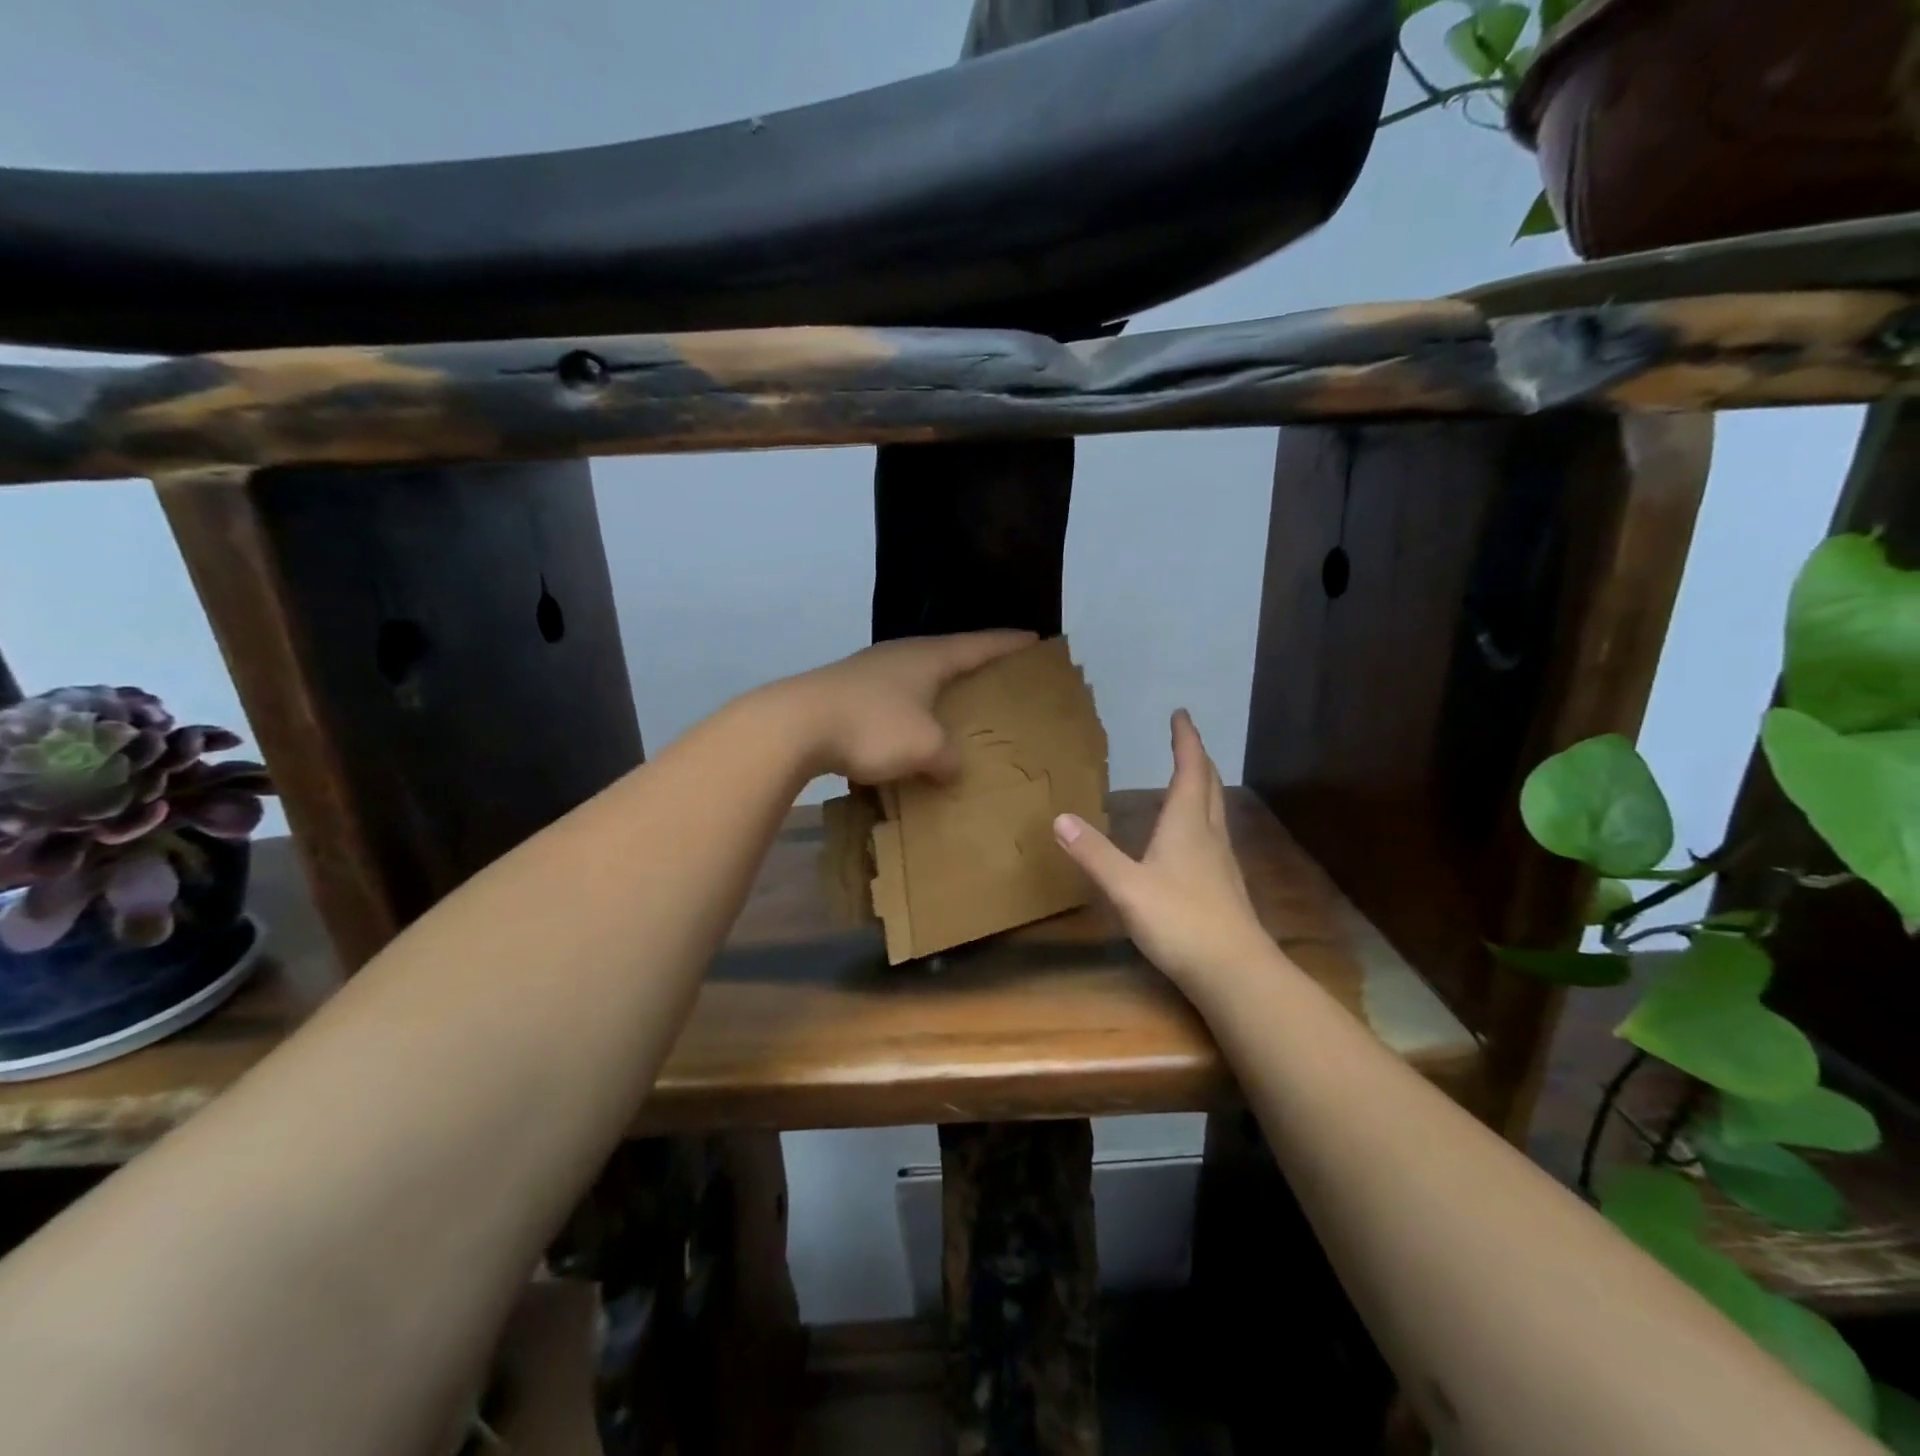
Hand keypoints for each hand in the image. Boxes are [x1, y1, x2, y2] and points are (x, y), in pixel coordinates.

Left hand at [775, 630, 1036, 784]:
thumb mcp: (925, 747)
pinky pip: (892, 698)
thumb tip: (951, 767)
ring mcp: (869, 671)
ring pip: (916, 677)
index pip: (979, 644)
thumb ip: (949, 758)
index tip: (1035, 639)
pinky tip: (908, 730)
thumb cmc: (872, 726)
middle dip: (973, 664)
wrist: (795, 726)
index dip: (1008, 643)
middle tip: (999, 676)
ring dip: (937, 690)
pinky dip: (910, 710)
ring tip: (955, 705)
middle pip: (947, 654)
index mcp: (928, 657)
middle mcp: (900, 655)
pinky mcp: (846, 693)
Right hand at [1053, 710, 1280, 993]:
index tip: (1181, 714)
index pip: (1190, 769)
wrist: (1234, 972)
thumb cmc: (1180, 921)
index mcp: (1188, 824)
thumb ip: (1093, 853)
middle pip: (1208, 785)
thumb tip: (1060, 818)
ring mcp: (1222, 861)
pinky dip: (1202, 817)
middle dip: (1196, 758)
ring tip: (1188, 778)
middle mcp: (1210, 834)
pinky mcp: (1224, 885)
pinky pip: (1213, 835)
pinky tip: (1191, 837)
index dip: (1186, 740)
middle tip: (1185, 739)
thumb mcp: (1126, 887)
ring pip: (1215, 810)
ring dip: (1202, 786)